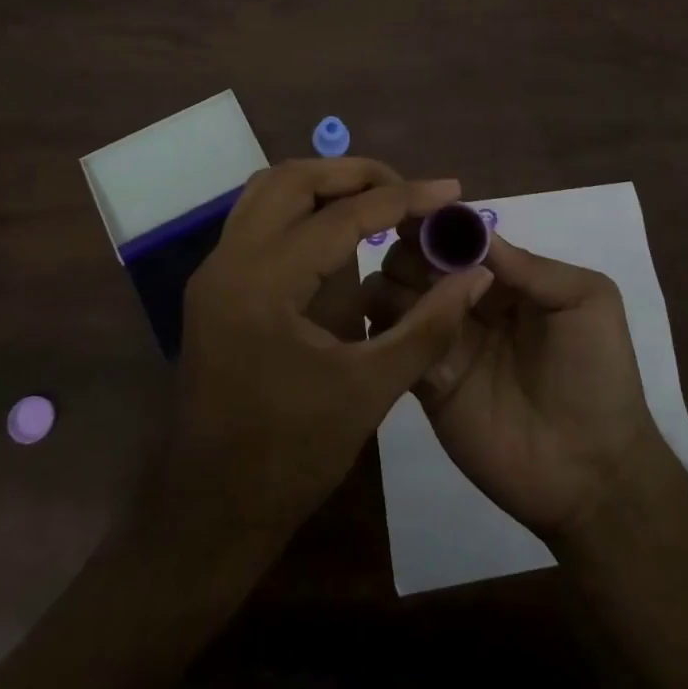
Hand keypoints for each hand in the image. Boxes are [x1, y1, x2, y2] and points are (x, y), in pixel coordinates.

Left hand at [163, 159, 492, 551]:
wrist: (209, 513)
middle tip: (411, 191)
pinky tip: (339, 233)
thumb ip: (428, 325)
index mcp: (263, 283)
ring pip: (269, 191)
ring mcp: (214, 271)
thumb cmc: (291, 457)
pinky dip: (300, 209)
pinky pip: (257, 219)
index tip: (452, 191)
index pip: (342, 216)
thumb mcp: (370, 390)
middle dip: (357, 175)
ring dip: (324, 184)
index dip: (404, 198)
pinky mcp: (214, 287)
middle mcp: (229, 261)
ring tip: (379, 200)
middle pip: (294, 180)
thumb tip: (477, 274)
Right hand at [362, 229, 665, 545]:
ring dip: (393, 289)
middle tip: (420, 270)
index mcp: (506, 278)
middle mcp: (468, 302)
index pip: (458, 238)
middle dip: (410, 254)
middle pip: (417, 261)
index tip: (414, 216)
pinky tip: (398, 330)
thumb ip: (531, 266)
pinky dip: (386, 330)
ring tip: (416, 305)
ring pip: (394, 297)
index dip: (436, 224)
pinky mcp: (425, 383)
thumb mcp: (587, 301)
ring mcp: (444, 342)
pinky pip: (393, 345)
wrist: (591, 470)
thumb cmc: (597, 374)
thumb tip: (471, 231)